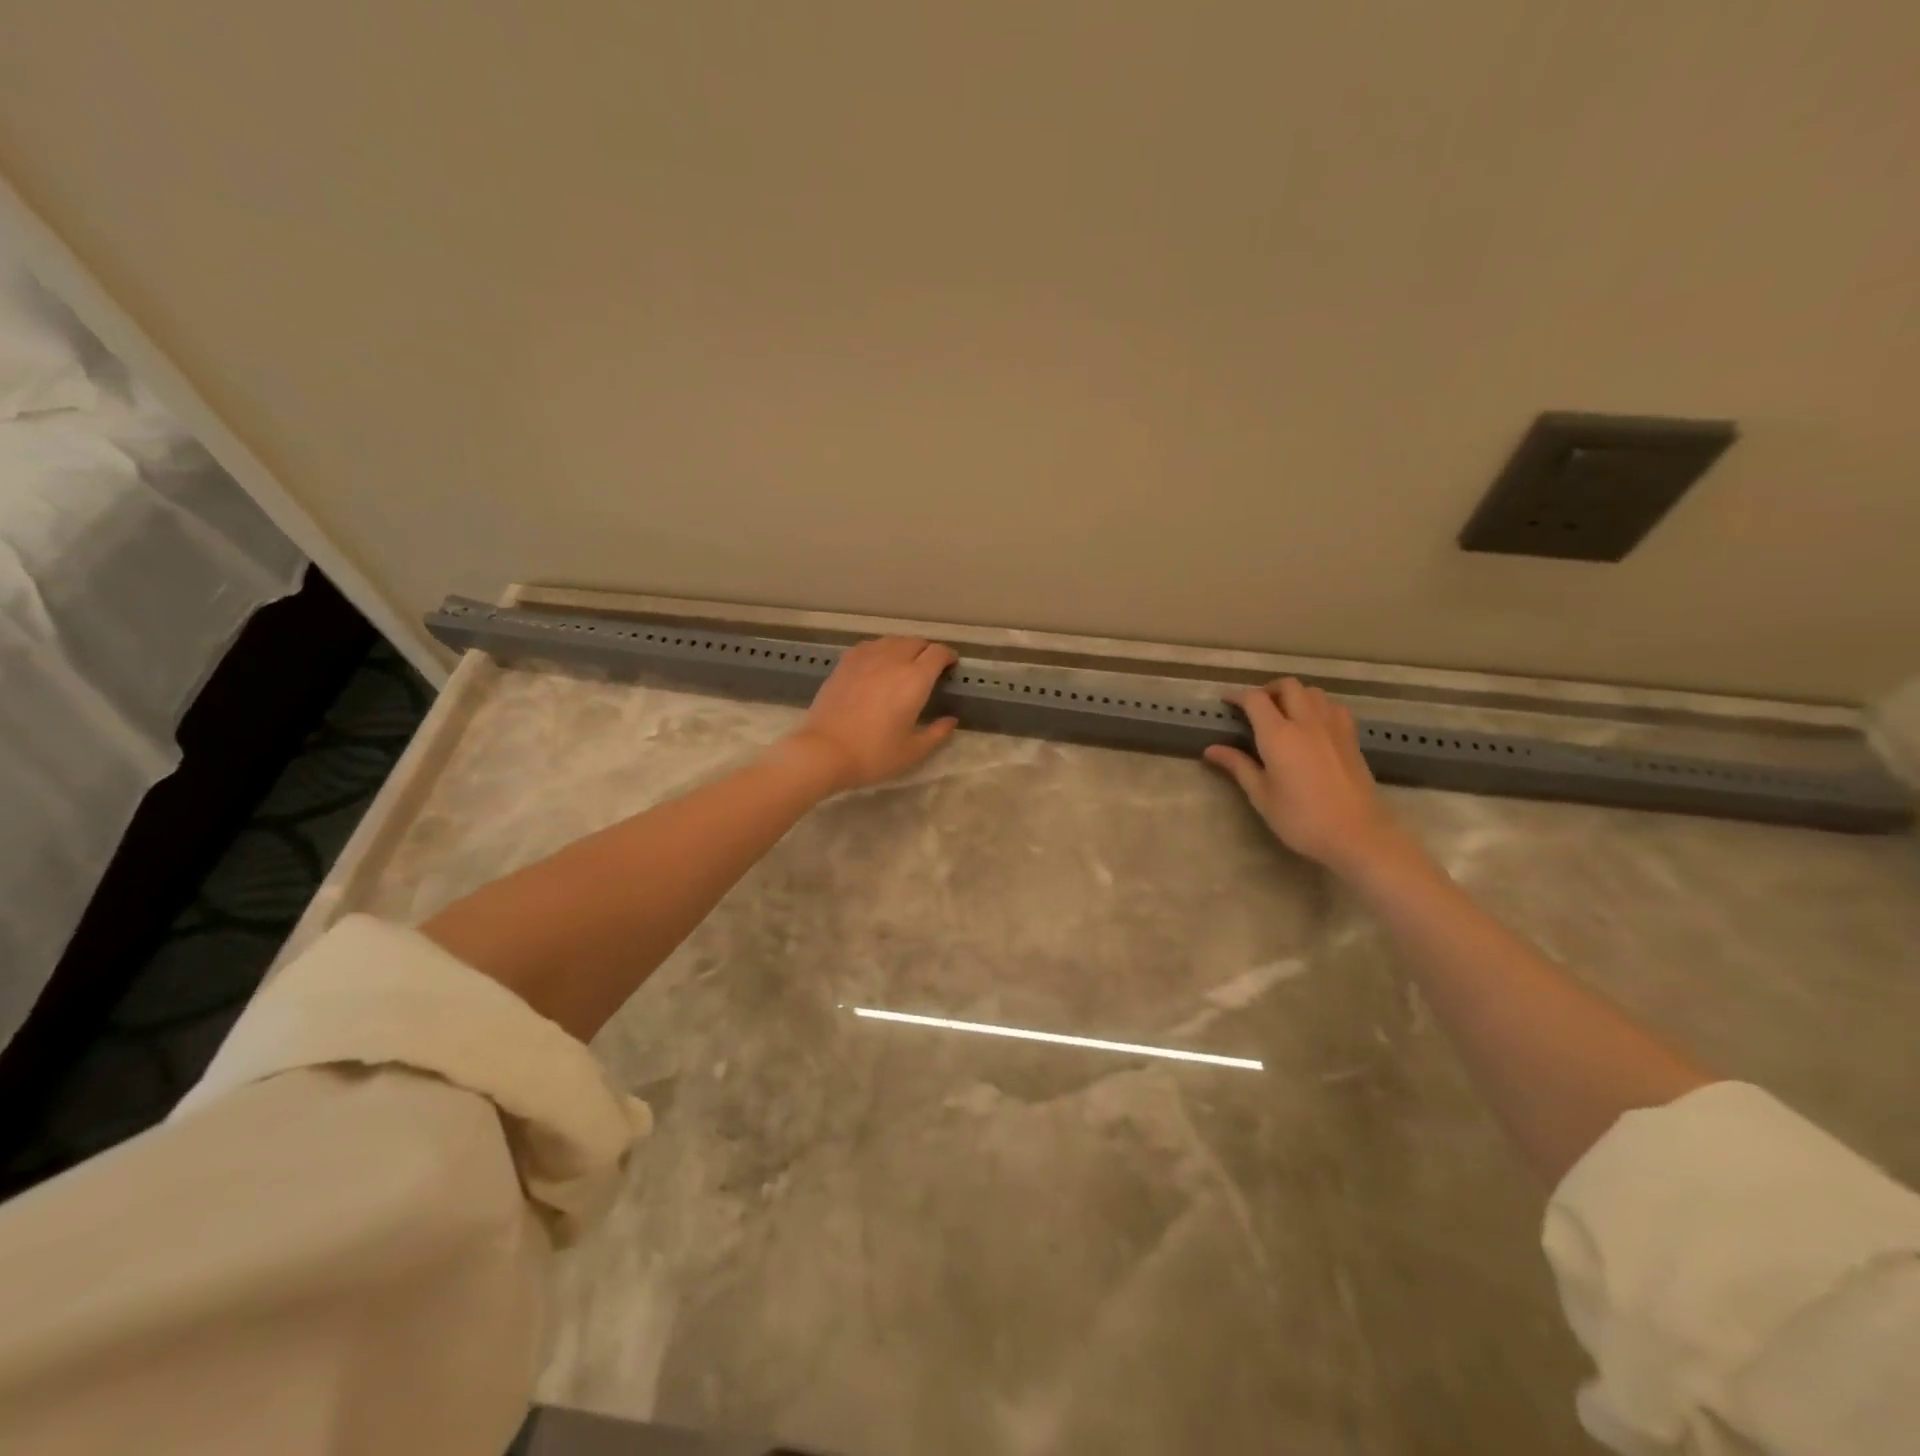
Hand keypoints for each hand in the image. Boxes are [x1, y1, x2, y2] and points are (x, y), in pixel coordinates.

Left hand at [782, 637, 959, 792]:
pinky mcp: (845, 663)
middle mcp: (892, 660)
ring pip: (892, 640)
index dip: (948, 655)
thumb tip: (950, 721)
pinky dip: (880, 649)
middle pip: (915, 642)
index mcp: (915, 679)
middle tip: (930, 666)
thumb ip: (937, 734)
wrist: (824, 751)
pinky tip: (877, 662)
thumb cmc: (873, 754)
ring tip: (905, 662)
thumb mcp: (912, 752)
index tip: (951, 664)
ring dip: (904, 647)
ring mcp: (865, 659)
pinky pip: (869, 646)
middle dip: (927, 650)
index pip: (937, 653)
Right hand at [1204, 679, 1405, 874]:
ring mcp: (1333, 727)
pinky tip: (1313, 724)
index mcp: (1279, 735)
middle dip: (1268, 690)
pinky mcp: (1351, 738)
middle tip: (1255, 708)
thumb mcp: (1262, 796)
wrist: (1357, 834)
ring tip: (1284, 713)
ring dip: (1295, 695)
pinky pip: (1333, 706)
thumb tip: (1211, 749)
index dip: (1238, 696)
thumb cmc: (1301, 819)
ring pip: (1313, 692)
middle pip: (1288, 686)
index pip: (1255, 699)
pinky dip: (1318, 706)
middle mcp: (1306, 722)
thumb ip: (1238, 766)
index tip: (1227, 703)